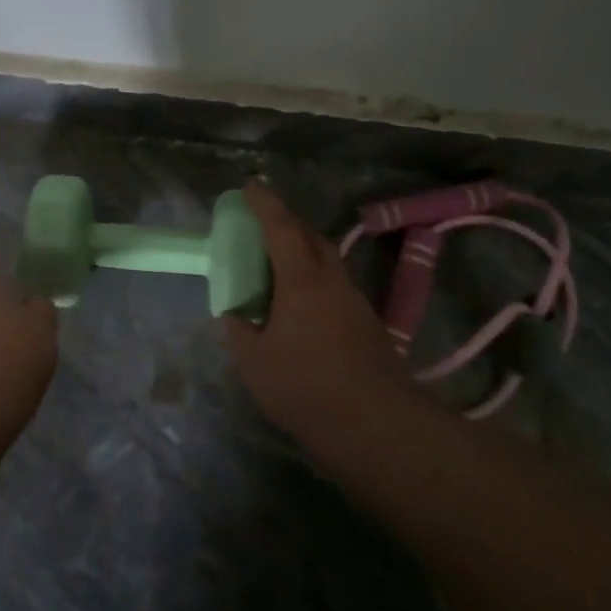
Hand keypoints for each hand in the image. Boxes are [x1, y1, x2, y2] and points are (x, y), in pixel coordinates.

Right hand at [219, 183, 401, 436]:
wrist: (376, 426)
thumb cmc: (304, 385)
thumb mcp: (254, 361)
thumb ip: (238, 331)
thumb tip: (234, 317)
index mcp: (302, 280)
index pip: (281, 227)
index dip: (264, 203)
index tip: (250, 185)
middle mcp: (333, 282)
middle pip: (312, 238)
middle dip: (288, 226)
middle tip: (264, 230)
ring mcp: (356, 303)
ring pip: (328, 265)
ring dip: (305, 257)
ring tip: (280, 274)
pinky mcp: (370, 328)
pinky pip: (336, 291)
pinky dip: (316, 286)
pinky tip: (303, 314)